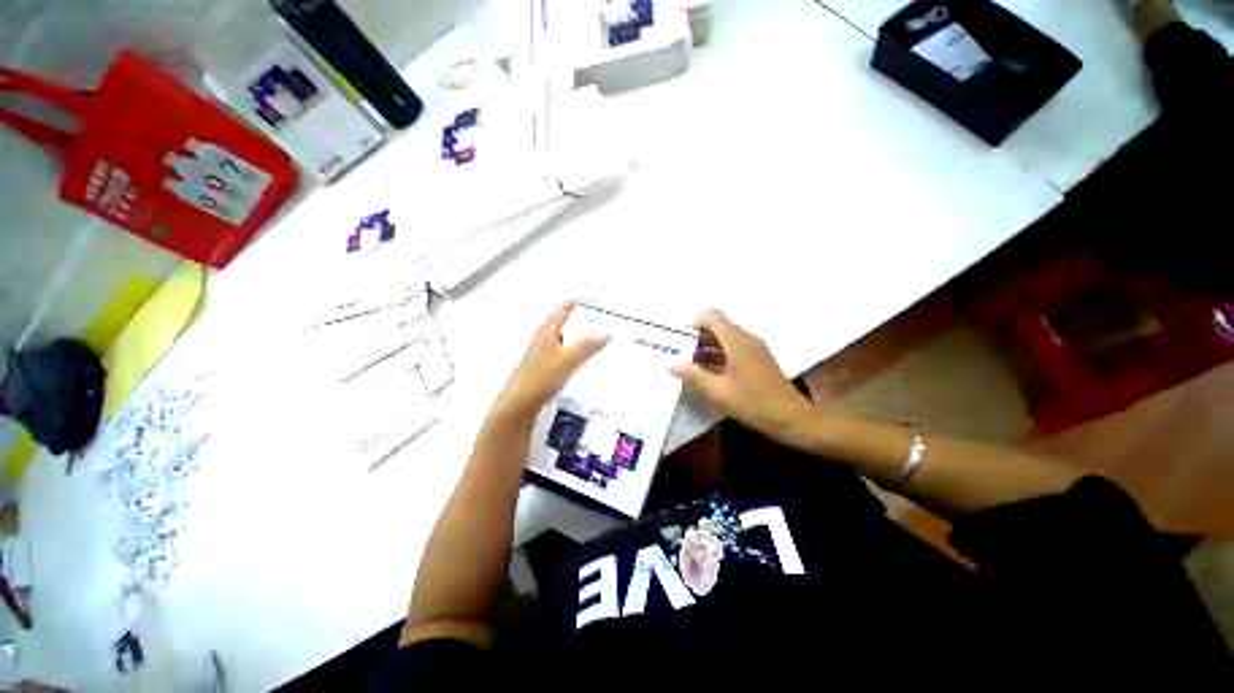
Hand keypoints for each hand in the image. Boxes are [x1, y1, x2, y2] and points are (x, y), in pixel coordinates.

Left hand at [494, 300, 609, 420]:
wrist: (519, 405)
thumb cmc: (539, 379)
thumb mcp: (567, 360)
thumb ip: (587, 346)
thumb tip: (605, 332)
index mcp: (548, 332)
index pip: (564, 308)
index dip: (580, 302)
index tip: (597, 306)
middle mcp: (546, 340)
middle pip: (567, 324)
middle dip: (585, 323)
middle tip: (604, 326)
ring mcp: (546, 355)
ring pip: (568, 341)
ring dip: (583, 341)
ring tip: (601, 346)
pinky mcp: (548, 370)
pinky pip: (567, 357)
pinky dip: (579, 356)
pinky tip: (588, 366)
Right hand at [671, 311, 813, 442]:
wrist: (792, 418)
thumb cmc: (753, 403)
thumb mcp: (718, 392)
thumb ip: (693, 376)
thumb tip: (673, 364)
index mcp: (736, 341)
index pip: (713, 317)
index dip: (696, 323)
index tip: (682, 339)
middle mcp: (747, 339)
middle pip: (719, 326)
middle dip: (699, 337)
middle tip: (682, 353)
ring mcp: (755, 349)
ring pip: (727, 338)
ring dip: (709, 347)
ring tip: (691, 364)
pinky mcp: (759, 359)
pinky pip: (735, 348)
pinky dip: (720, 354)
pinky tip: (710, 372)